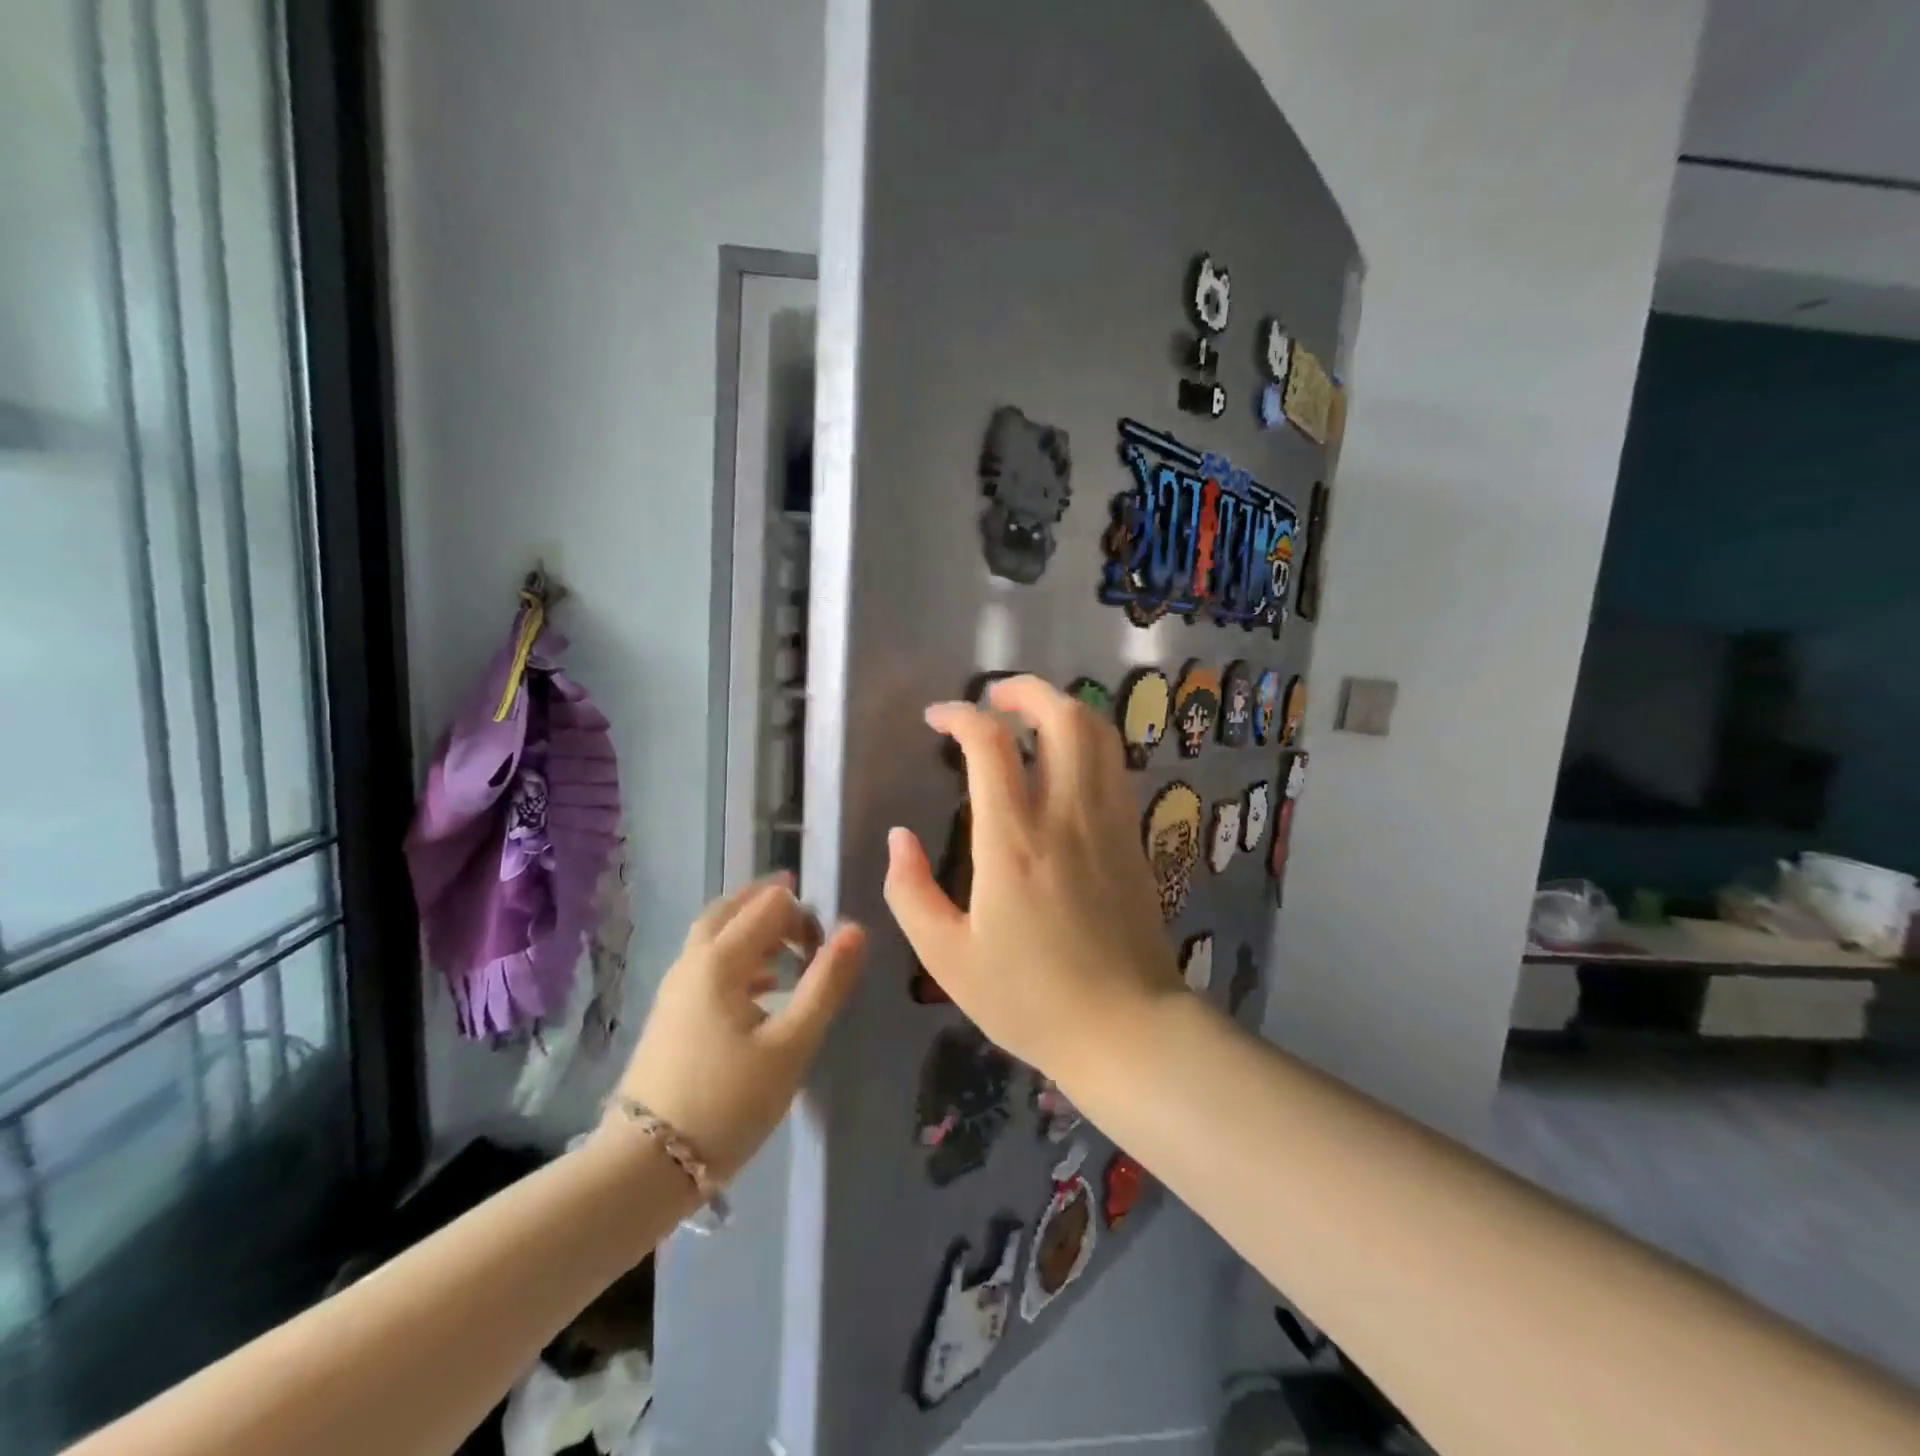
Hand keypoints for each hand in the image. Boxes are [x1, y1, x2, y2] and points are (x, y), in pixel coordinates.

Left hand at [614, 876, 865, 1182]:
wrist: (643, 1167)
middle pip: (731, 910)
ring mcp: (675, 989)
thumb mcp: (791, 1045)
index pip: (767, 906)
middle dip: (770, 905)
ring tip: (789, 948)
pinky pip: (707, 964)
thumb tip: (855, 929)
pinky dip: (738, 958)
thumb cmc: (727, 1103)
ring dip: (752, 929)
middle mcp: (692, 962)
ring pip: (715, 937)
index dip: (803, 914)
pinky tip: (762, 989)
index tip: (828, 947)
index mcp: (720, 961)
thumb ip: (825, 984)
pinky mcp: (670, 1016)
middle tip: (806, 916)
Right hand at [884, 675, 1182, 1080]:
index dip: (960, 716)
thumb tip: (899, 838)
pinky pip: (1115, 765)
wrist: (1125, 1028)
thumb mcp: (946, 957)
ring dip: (1063, 708)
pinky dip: (1089, 741)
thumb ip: (910, 892)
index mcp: (1013, 841)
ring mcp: (1109, 822)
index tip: (937, 719)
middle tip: (994, 696)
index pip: (989, 744)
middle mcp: (1066, 816)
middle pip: (1061, 717)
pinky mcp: (1133, 836)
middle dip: (1025, 690)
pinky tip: (1065, 760)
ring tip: (1030, 716)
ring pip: (1099, 733)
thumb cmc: (1029, 998)